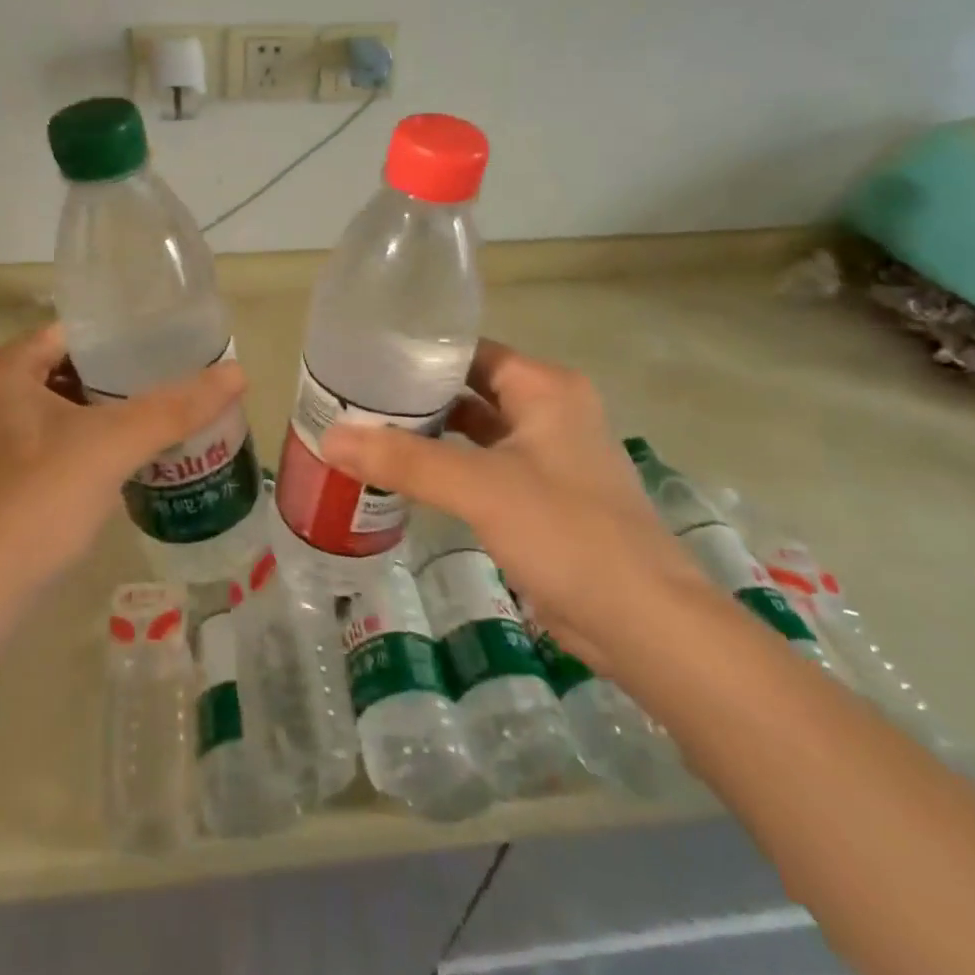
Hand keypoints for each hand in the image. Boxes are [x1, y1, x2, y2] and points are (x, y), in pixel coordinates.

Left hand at [0, 324, 245, 675]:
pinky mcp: (3, 481)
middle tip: (189, 381)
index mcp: (4, 369)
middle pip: (78, 370)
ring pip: (71, 411)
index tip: (184, 343)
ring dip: (117, 415)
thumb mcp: (109, 449)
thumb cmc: (32, 509)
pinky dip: (98, 447)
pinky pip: (61, 446)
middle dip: (131, 378)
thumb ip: (174, 409)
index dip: (132, 335)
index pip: (81, 331)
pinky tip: (140, 459)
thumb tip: (238, 372)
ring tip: (177, 415)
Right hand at [319, 339, 697, 669]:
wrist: (643, 624)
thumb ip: (403, 460)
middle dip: (414, 396)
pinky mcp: (539, 498)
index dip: (416, 354)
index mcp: (544, 388)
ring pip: (473, 431)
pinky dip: (445, 467)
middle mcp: (548, 411)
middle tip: (352, 399)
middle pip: (468, 388)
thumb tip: (331, 437)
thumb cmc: (567, 533)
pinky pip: (481, 467)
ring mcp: (545, 457)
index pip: (469, 351)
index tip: (362, 361)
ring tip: (366, 432)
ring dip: (428, 433)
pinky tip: (403, 476)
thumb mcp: (479, 487)